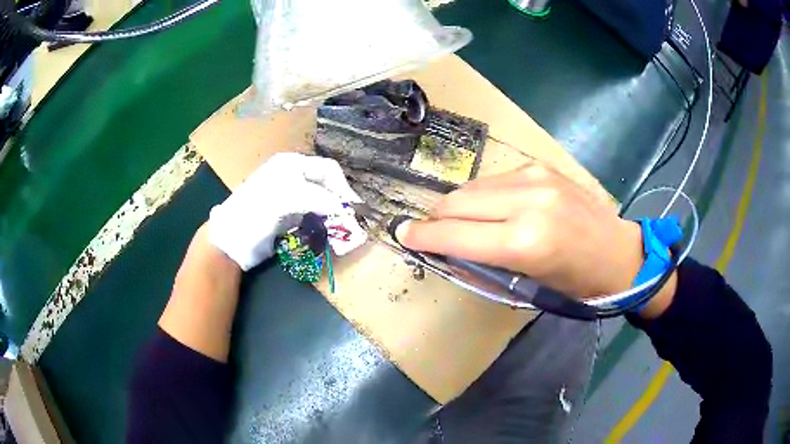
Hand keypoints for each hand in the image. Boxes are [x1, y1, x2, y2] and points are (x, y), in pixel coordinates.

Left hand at [208, 153, 359, 270]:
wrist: (232, 238)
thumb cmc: (257, 210)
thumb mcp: (289, 197)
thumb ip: (320, 199)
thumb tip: (347, 209)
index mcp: (292, 164)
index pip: (328, 169)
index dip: (343, 187)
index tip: (354, 207)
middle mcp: (293, 177)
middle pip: (326, 185)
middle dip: (340, 202)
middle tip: (351, 221)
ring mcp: (291, 198)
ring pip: (322, 202)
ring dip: (333, 215)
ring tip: (342, 230)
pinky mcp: (289, 217)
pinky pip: (313, 217)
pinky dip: (323, 224)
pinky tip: (327, 233)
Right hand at [396, 163, 643, 298]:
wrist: (619, 253)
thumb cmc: (576, 283)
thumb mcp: (527, 284)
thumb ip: (481, 262)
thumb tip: (444, 248)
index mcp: (526, 241)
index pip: (455, 234)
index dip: (423, 236)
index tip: (402, 235)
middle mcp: (528, 201)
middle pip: (457, 202)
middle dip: (435, 219)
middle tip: (428, 233)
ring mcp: (535, 177)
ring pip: (472, 187)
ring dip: (456, 206)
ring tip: (458, 224)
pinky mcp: (540, 166)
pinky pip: (493, 180)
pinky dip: (481, 196)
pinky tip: (488, 210)